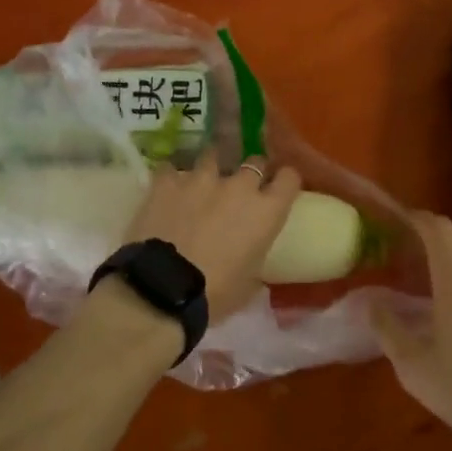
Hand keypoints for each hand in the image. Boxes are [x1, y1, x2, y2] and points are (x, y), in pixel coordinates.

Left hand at [120, 152, 301, 323]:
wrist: (162, 290)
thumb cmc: (215, 295)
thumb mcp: (249, 284)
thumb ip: (255, 259)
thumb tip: (251, 258)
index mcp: (266, 212)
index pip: (289, 178)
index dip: (285, 181)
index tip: (280, 187)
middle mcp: (239, 186)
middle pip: (255, 162)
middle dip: (251, 172)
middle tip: (242, 188)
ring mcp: (201, 179)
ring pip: (213, 156)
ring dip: (212, 167)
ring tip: (203, 181)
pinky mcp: (167, 182)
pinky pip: (171, 169)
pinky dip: (172, 178)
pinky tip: (168, 189)